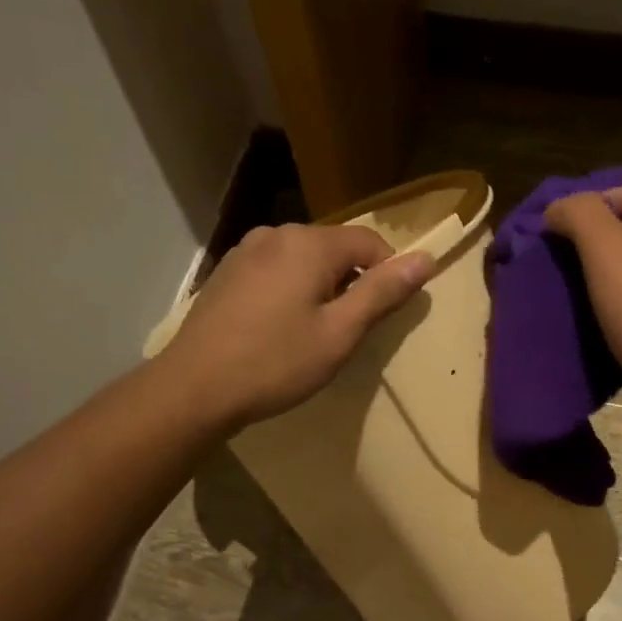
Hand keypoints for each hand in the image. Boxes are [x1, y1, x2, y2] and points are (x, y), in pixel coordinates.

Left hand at [159, 222, 434, 428]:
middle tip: (347, 332)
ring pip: (303, 261)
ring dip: (320, 288)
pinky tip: (278, 329)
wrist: (195, 387)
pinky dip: (290, 292)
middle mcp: (277, 233)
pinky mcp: (227, 272)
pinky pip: (275, 272)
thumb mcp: (340, 333)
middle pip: (335, 248)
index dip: (388, 274)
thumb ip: (383, 293)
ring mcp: (246, 250)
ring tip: (312, 334)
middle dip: (351, 282)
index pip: (370, 242)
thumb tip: (426, 259)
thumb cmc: (276, 363)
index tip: (385, 316)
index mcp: (310, 244)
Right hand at [545, 185, 621, 409]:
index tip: (576, 216)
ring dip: (611, 282)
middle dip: (608, 241)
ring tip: (572, 292)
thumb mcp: (608, 250)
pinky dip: (618, 319)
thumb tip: (559, 207)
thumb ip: (581, 216)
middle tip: (567, 254)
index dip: (617, 196)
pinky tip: (592, 330)